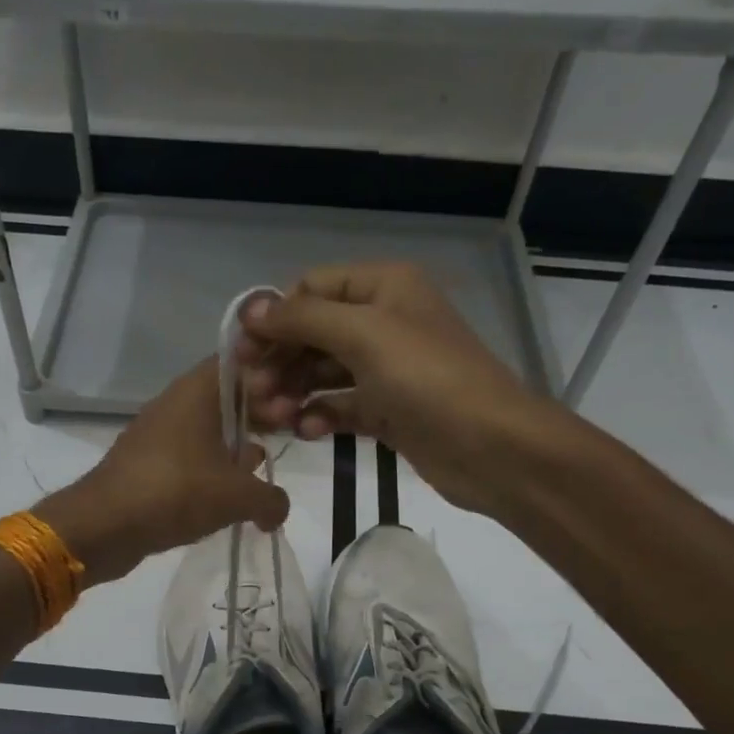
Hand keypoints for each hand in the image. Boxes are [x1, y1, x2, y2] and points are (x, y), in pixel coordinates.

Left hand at [34, 358, 289, 584]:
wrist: (103, 525)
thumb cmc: (176, 492)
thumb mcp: (239, 497)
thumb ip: (272, 499)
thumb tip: (278, 510)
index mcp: (199, 390)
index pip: (243, 362)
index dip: (274, 377)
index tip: (296, 402)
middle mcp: (177, 402)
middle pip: (228, 396)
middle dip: (259, 413)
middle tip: (288, 435)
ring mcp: (159, 432)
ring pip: (209, 428)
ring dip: (236, 445)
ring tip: (262, 470)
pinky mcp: (148, 462)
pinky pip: (191, 455)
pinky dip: (212, 468)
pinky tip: (228, 496)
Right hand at [237, 262, 564, 513]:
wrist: (491, 446)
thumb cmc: (426, 378)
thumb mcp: (362, 334)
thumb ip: (303, 319)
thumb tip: (250, 310)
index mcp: (383, 287)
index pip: (312, 289)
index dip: (275, 317)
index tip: (243, 353)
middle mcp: (383, 321)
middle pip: (313, 332)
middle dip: (280, 360)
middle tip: (252, 393)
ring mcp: (386, 369)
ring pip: (323, 372)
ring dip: (294, 392)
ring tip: (274, 419)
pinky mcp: (388, 411)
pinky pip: (341, 406)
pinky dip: (321, 416)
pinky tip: (307, 431)